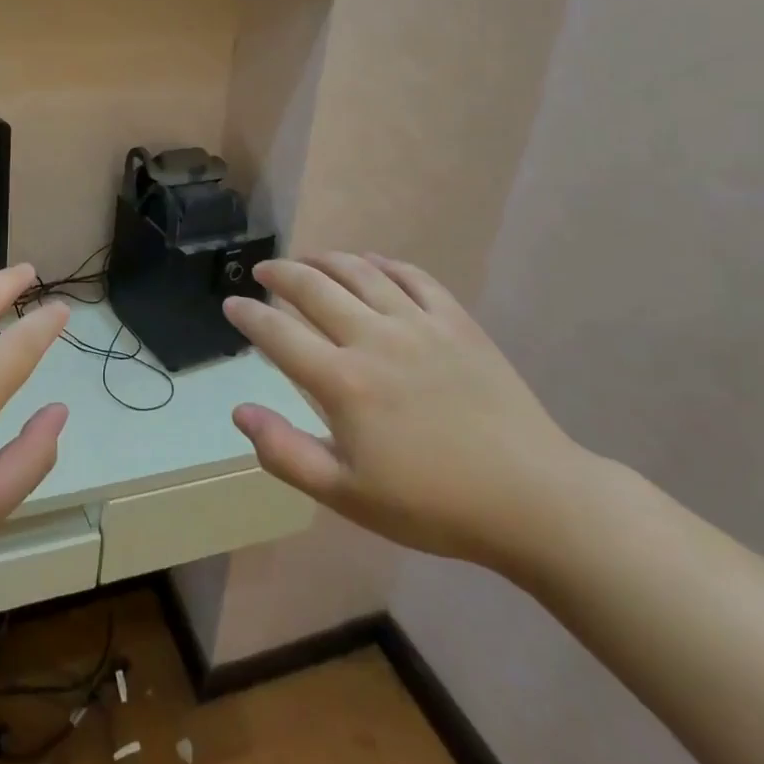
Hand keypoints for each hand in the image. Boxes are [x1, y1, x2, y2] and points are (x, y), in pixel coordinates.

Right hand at [223, 253, 598, 574]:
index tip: (231, 303)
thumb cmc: (432, 505)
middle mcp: (374, 338)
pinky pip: (413, 277)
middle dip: (280, 274)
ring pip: (360, 272)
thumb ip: (285, 452)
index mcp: (343, 381)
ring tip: (307, 259)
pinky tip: (372, 262)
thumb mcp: (347, 495)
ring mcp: (419, 324)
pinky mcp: (457, 322)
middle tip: (263, 271)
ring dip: (326, 259)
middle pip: (314, 288)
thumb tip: (240, 411)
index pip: (278, 334)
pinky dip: (384, 263)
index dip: (249, 314)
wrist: (532, 499)